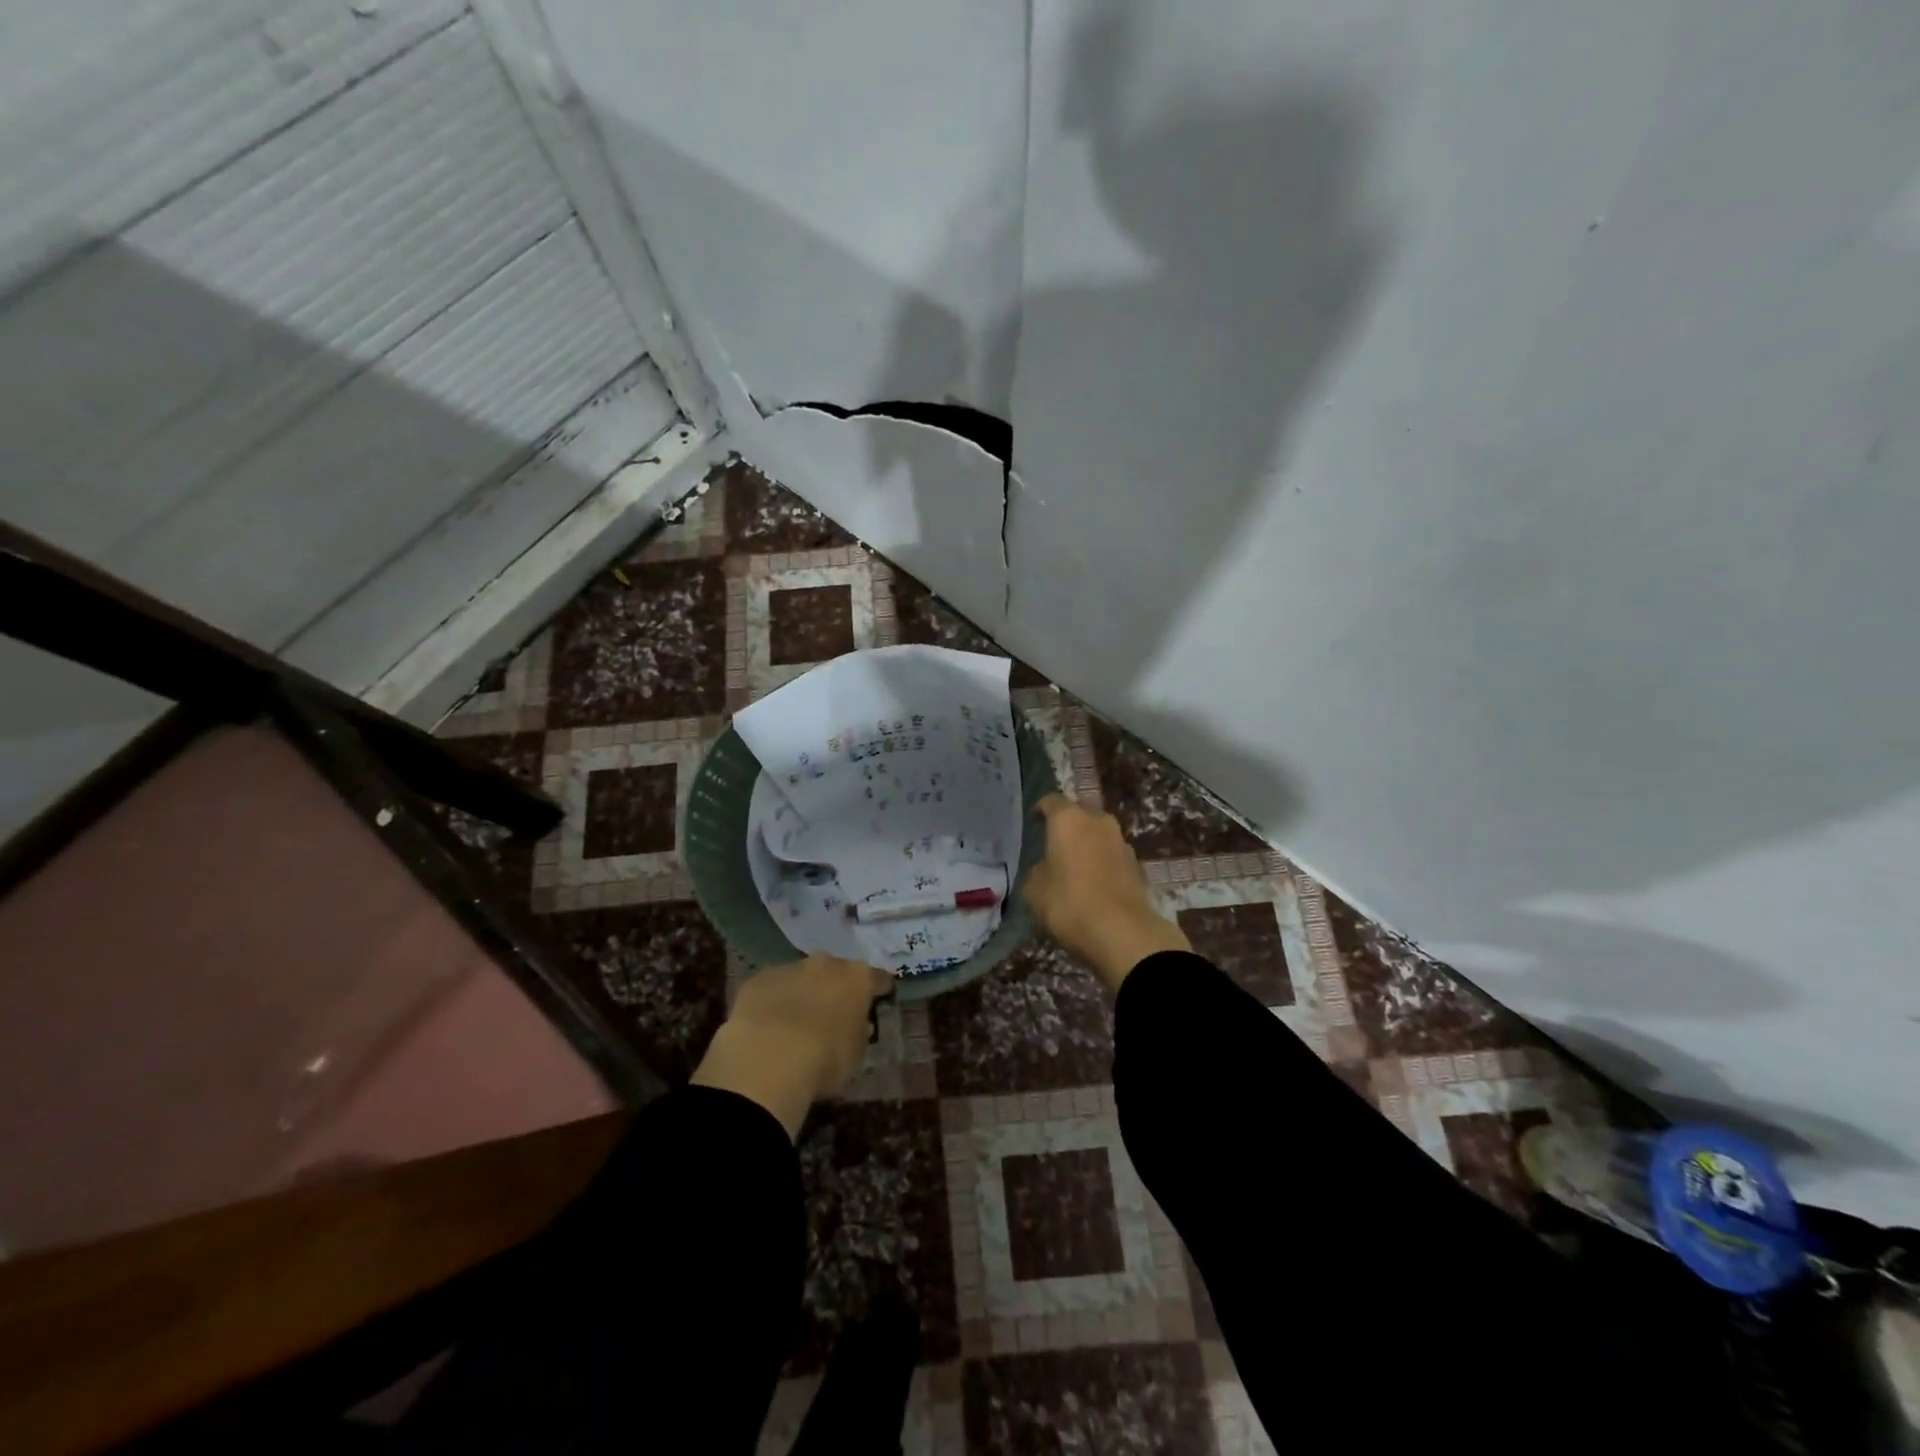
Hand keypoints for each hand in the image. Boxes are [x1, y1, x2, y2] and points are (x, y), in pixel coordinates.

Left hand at [691, 955, 894, 1138]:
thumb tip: (859, 1025)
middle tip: (833, 1012)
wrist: (768, 1058)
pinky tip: (767, 1026)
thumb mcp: (855, 1054)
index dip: (879, 989)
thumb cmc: (825, 1059)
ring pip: (801, 977)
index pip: (877, 978)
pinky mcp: (756, 980)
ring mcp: (788, 968)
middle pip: (836, 972)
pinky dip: (773, 1002)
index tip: (881, 997)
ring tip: (796, 1023)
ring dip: (803, 993)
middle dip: (835, 988)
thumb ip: (859, 1033)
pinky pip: (771, 989)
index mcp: (857, 977)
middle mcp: (825, 964)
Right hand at [1022, 794, 1190, 992]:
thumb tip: (1045, 869)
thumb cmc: (1069, 903)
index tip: (1033, 821)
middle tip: (1053, 844)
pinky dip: (1102, 864)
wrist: (1123, 933)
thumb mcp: (1034, 889)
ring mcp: (1122, 843)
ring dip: (1087, 845)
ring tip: (1074, 866)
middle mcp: (1099, 822)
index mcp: (1069, 819)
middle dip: (1067, 826)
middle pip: (1080, 814)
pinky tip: (1093, 884)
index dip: (1040, 809)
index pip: (1051, 801)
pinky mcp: (1138, 866)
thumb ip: (1037, 871)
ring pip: (1099, 835)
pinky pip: (1112, 857)